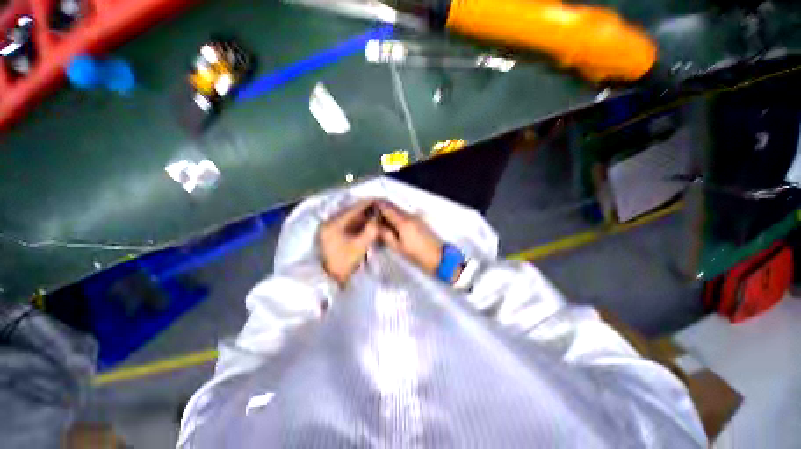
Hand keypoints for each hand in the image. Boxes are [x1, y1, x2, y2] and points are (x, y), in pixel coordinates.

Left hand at [318, 200, 379, 284]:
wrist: (328, 279)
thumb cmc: (343, 263)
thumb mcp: (360, 246)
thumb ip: (371, 230)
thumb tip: (378, 217)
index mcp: (333, 224)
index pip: (353, 209)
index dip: (367, 204)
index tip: (380, 201)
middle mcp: (329, 222)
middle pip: (351, 212)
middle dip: (366, 210)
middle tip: (380, 208)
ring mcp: (329, 228)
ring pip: (349, 218)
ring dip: (362, 217)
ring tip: (376, 215)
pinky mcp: (331, 234)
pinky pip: (347, 224)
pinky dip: (357, 223)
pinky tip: (367, 224)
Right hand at [376, 200, 442, 274]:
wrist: (438, 256)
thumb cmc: (416, 254)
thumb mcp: (398, 247)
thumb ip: (386, 234)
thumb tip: (376, 225)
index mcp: (403, 221)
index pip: (387, 207)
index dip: (376, 204)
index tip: (367, 205)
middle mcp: (409, 215)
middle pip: (392, 206)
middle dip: (381, 206)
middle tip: (370, 211)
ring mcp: (415, 217)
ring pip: (398, 209)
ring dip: (388, 210)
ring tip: (378, 217)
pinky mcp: (419, 220)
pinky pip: (404, 214)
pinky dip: (395, 215)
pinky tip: (391, 222)